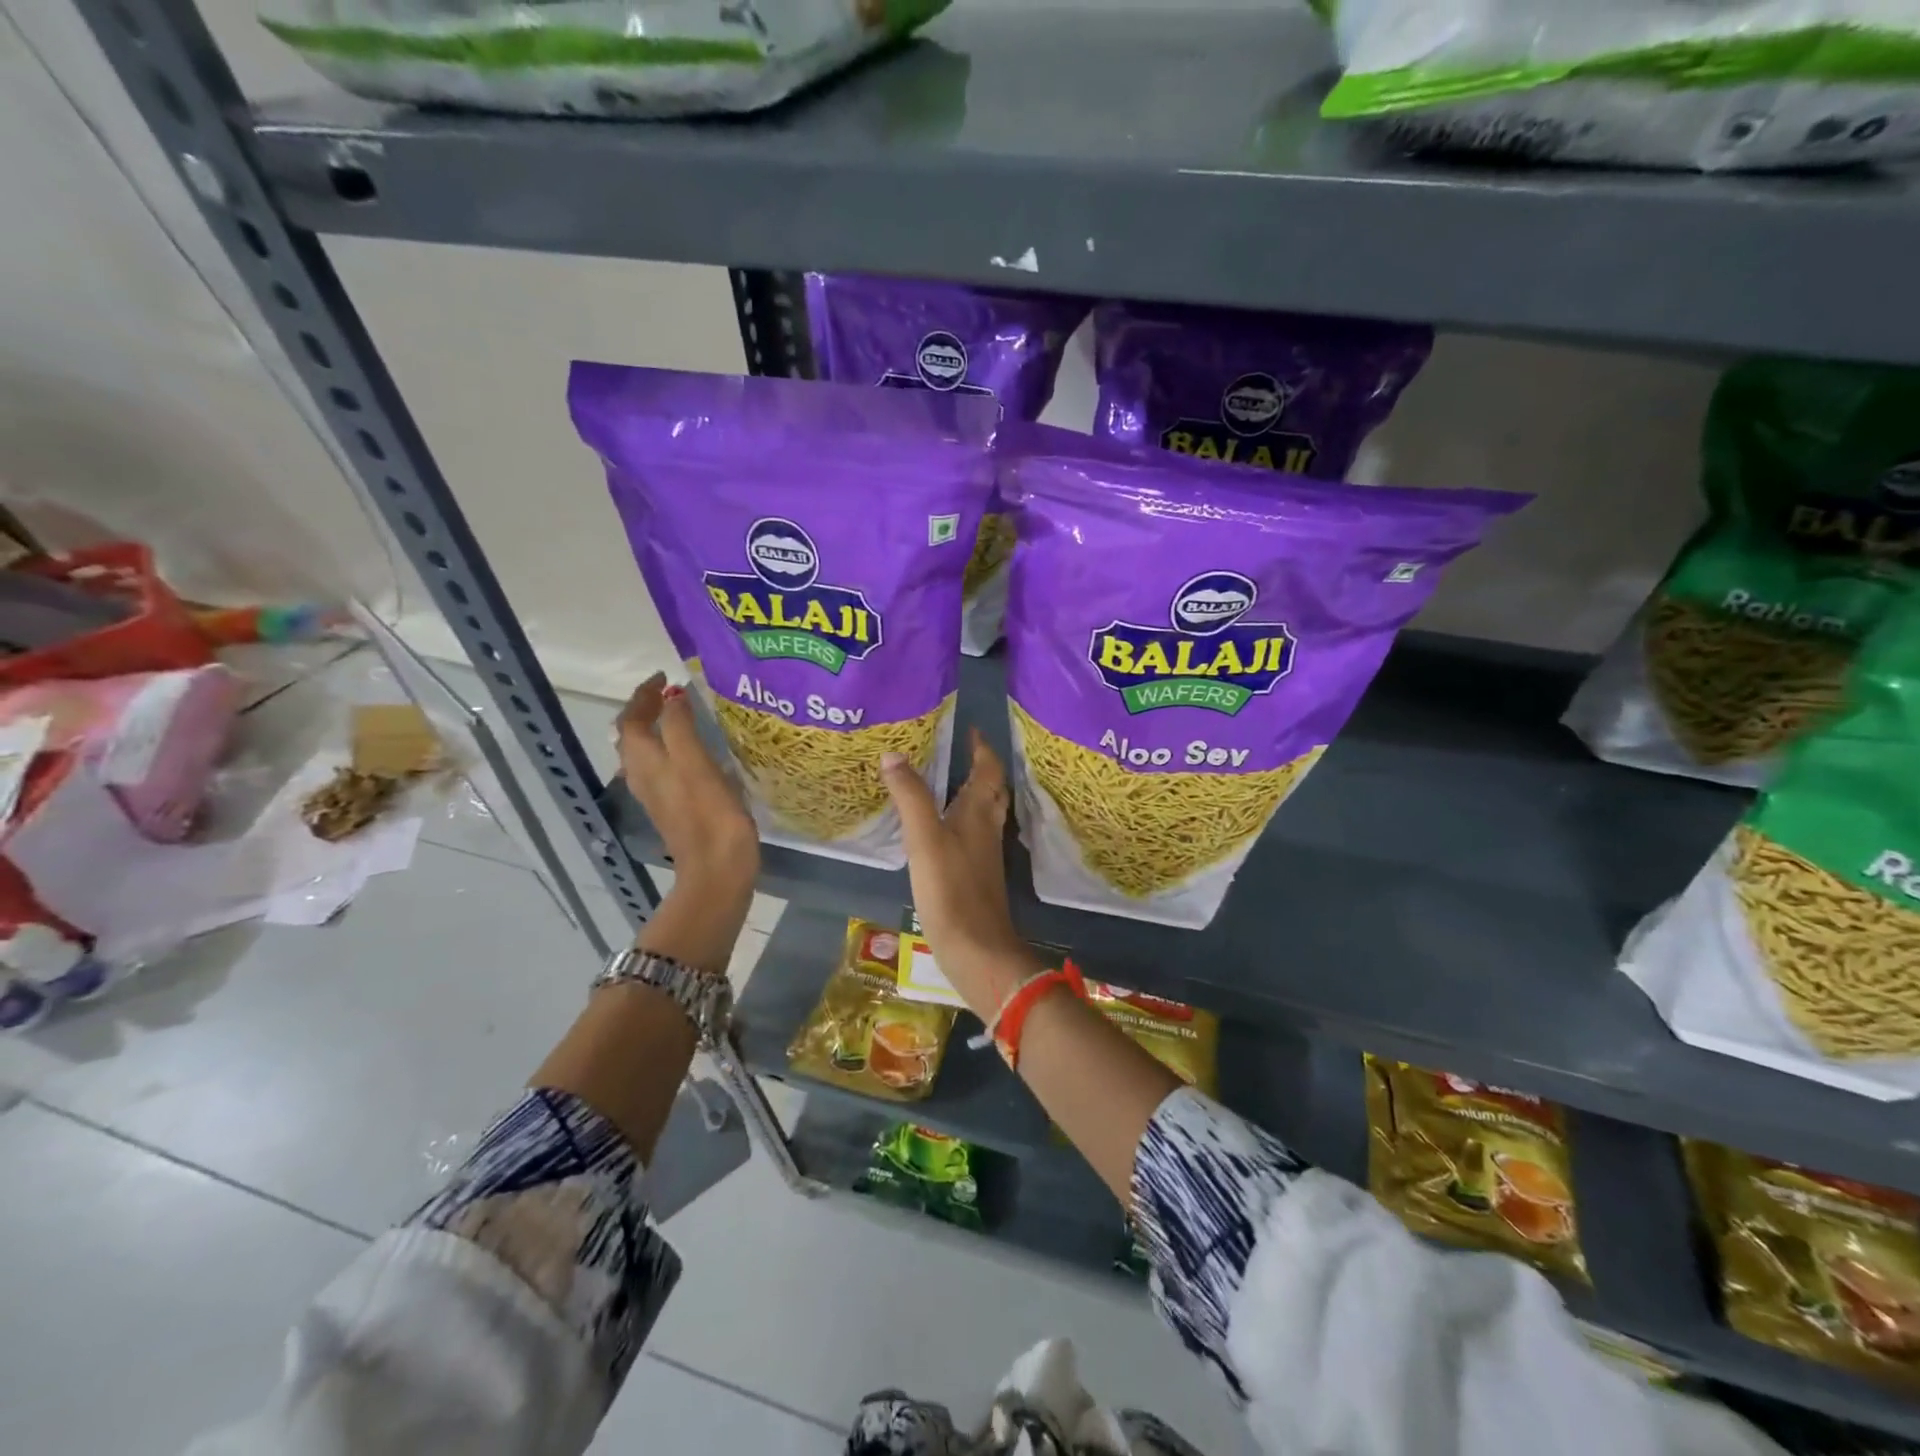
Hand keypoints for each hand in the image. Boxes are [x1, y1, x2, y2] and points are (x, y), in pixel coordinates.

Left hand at [616, 674, 758, 971]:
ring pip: (645, 753)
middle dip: (647, 710)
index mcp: (646, 762)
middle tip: (674, 693)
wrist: (717, 871)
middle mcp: (644, 776)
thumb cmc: (710, 816)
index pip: (633, 719)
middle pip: (634, 735)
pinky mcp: (674, 808)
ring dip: (657, 729)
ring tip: (681, 715)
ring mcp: (658, 795)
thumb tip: (674, 697)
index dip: (645, 695)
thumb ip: (682, 728)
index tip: (666, 677)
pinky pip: (662, 768)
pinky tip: (692, 752)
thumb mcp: (697, 764)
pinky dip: (670, 749)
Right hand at [881, 730, 1041, 1018]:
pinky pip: (972, 836)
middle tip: (957, 752)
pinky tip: (941, 830)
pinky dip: (960, 822)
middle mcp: (987, 829)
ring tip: (945, 783)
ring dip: (971, 794)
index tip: (970, 729)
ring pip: (983, 814)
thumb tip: (894, 754)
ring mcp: (984, 855)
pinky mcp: (976, 877)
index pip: (988, 770)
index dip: (981, 748)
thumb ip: (910, 796)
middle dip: (979, 768)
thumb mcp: (924, 838)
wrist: (976, 949)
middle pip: (991, 791)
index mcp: (979, 813)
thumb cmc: (951, 889)